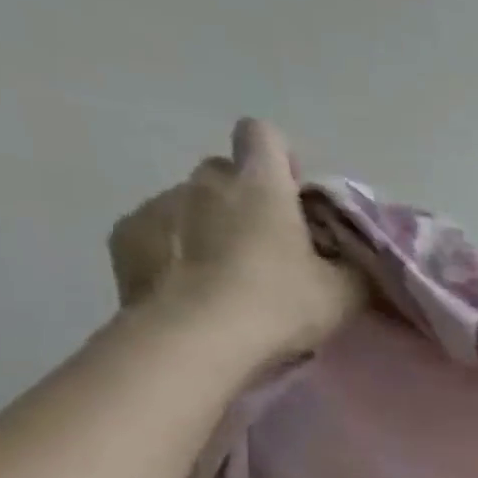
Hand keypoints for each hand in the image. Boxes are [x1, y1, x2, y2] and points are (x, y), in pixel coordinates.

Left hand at [108, 118, 364, 366]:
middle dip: (244, 199)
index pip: (264, 135)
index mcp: (261, 185)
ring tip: (225, 278)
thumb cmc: (279, 305)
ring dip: (208, 227)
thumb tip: (352, 257)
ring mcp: (157, 205)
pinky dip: (173, 251)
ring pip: (189, 203)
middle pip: (226, 172)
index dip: (280, 160)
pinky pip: (156, 231)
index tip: (294, 198)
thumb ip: (352, 264)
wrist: (195, 342)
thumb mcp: (344, 292)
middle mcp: (206, 182)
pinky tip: (189, 288)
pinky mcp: (125, 237)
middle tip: (267, 247)